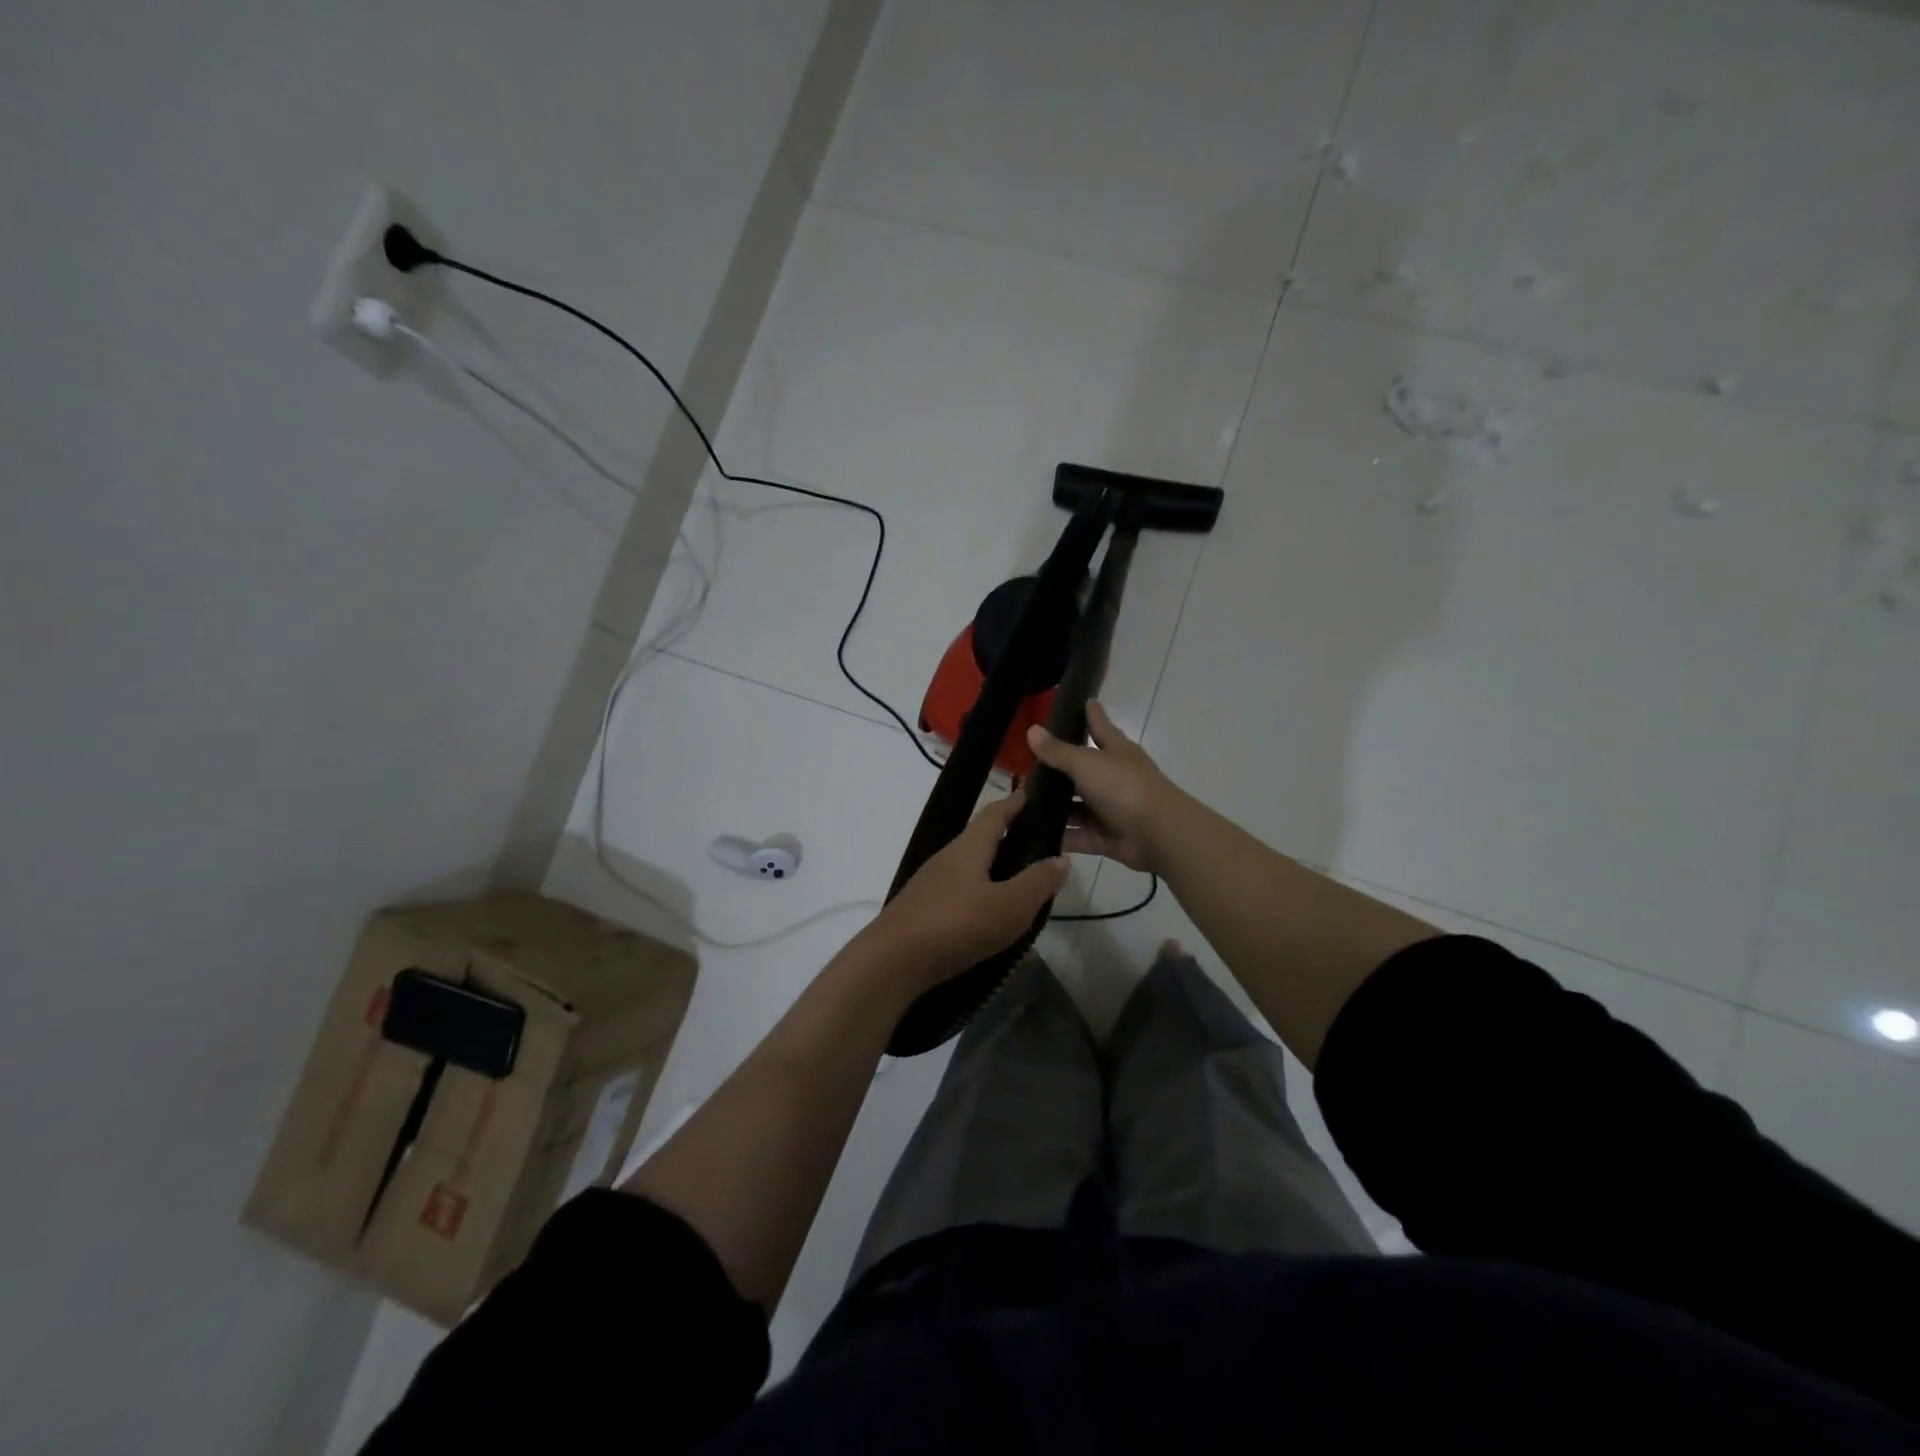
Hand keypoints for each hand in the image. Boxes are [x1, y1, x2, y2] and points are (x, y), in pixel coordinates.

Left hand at [858, 793, 1070, 987]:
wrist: (890, 963)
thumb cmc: (955, 925)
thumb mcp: (1009, 906)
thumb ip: (1038, 882)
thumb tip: (1062, 857)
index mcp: (969, 847)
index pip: (996, 813)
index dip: (1016, 802)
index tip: (1035, 793)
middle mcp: (948, 859)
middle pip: (983, 841)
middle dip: (1011, 840)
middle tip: (1042, 848)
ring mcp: (933, 886)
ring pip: (974, 872)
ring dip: (999, 877)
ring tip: (1026, 893)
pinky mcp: (924, 913)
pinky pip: (963, 899)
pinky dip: (985, 904)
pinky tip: (997, 927)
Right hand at [1027, 701, 1179, 873]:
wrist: (1158, 833)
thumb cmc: (1124, 787)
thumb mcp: (1086, 763)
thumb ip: (1058, 751)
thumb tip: (1032, 730)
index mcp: (1116, 751)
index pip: (1099, 725)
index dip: (1091, 713)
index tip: (1083, 699)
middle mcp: (1113, 777)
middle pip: (1083, 769)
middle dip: (1059, 768)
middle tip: (1026, 763)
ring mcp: (1110, 809)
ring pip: (1077, 806)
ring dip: (1055, 806)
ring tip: (1024, 803)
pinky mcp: (1106, 837)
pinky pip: (1078, 835)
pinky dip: (1061, 835)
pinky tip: (1035, 834)